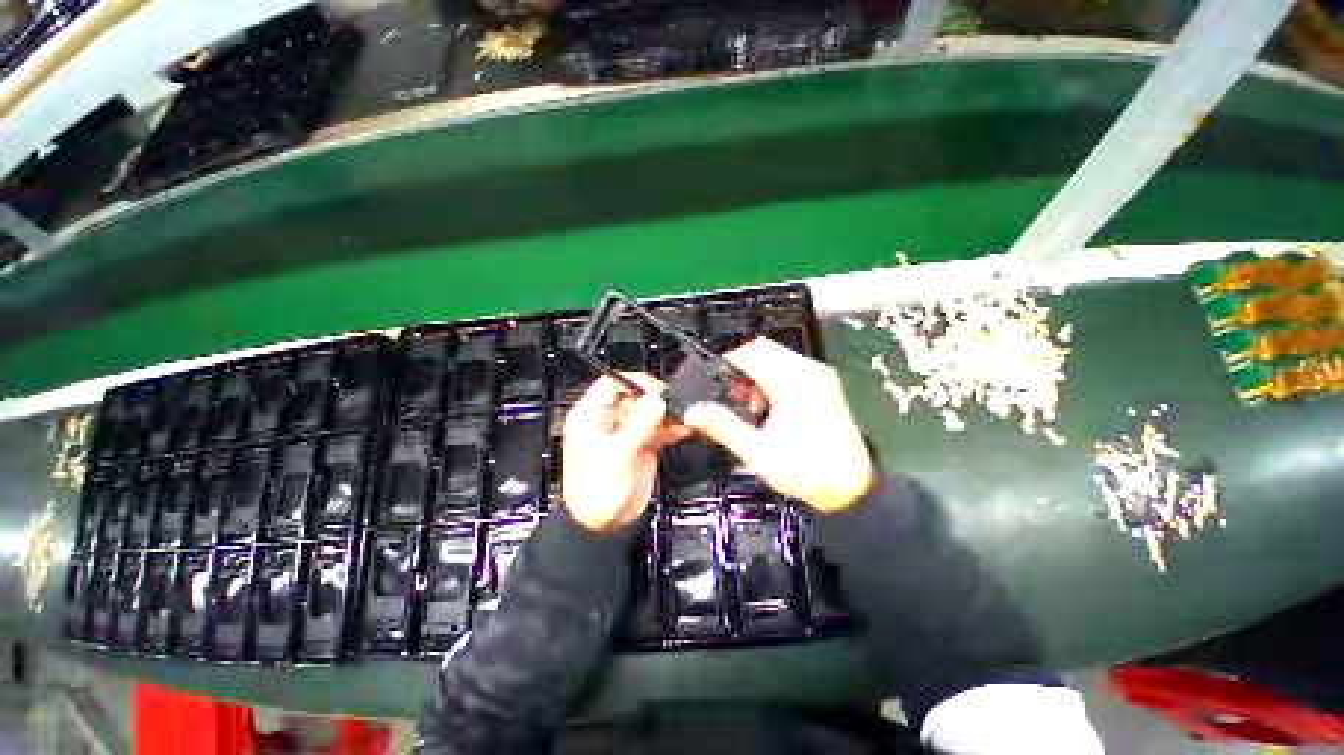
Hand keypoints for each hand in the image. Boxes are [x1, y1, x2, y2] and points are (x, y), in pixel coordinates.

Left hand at [562, 373, 688, 531]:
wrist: (604, 526)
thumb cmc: (596, 493)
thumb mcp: (616, 456)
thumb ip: (638, 426)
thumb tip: (657, 401)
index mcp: (591, 416)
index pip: (612, 384)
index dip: (635, 383)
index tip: (657, 391)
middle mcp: (609, 419)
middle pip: (636, 396)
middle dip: (656, 400)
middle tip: (674, 408)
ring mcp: (627, 431)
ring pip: (649, 411)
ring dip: (667, 414)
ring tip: (684, 418)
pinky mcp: (641, 443)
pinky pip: (658, 428)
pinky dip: (671, 427)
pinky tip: (684, 428)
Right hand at [682, 338, 875, 512]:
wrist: (852, 489)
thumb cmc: (807, 471)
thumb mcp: (757, 452)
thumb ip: (722, 426)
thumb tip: (693, 412)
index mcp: (793, 383)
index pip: (751, 352)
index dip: (726, 361)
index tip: (712, 379)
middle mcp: (809, 371)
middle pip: (763, 349)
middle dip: (740, 368)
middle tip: (730, 395)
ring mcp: (819, 377)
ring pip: (776, 357)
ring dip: (755, 374)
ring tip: (748, 405)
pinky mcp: (823, 386)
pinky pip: (789, 369)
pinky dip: (771, 379)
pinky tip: (767, 407)